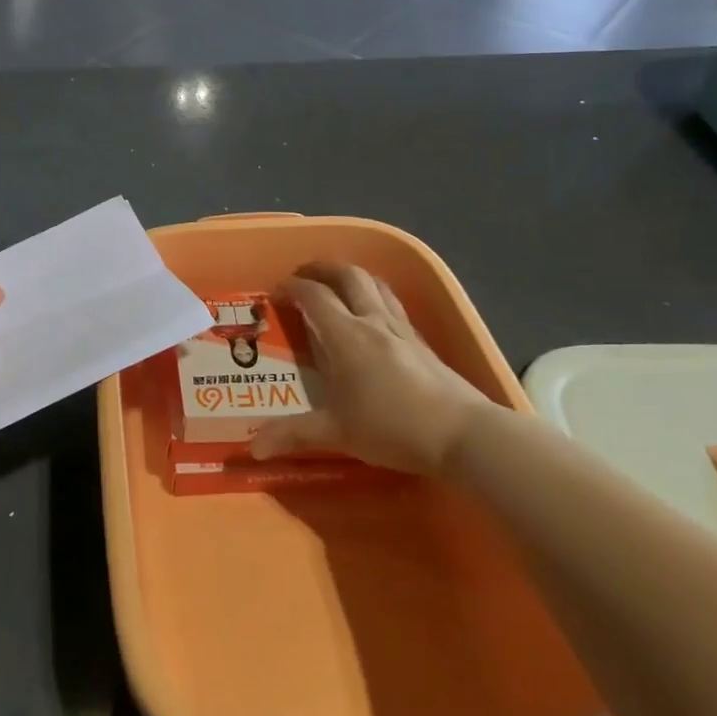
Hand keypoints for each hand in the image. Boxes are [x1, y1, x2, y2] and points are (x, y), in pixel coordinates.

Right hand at [248, 261, 495, 476]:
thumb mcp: (337, 433)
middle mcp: (373, 322)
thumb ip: (293, 435)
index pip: (314, 296)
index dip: (292, 287)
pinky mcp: (423, 343)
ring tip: (338, 285)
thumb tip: (253, 447)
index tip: (276, 292)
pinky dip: (376, 298)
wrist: (464, 434)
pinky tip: (374, 318)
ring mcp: (402, 330)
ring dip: (352, 276)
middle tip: (305, 273)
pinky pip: (394, 305)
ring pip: (376, 285)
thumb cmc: (393, 427)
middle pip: (348, 275)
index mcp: (346, 336)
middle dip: (323, 268)